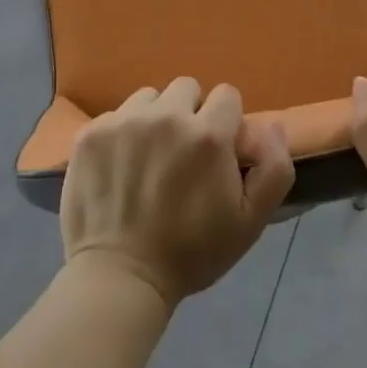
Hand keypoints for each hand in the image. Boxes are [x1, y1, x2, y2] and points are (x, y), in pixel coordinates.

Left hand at [61, 78, 294, 308]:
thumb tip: (272, 124)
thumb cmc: (191, 253)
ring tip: (148, 158)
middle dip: (190, 114)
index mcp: (208, 135)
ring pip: (150, 98)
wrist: (120, 279)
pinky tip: (119, 167)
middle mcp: (167, 116)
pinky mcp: (92, 133)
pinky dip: (121, 134)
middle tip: (181, 155)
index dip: (225, 122)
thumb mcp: (250, 222)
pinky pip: (116, 115)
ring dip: (154, 119)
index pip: (226, 95)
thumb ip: (274, 169)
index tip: (216, 152)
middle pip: (187, 88)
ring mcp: (125, 121)